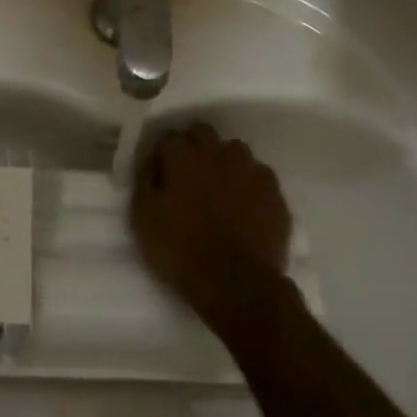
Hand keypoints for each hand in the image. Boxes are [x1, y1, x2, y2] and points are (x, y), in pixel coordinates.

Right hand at [131, 123, 295, 330]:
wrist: (236, 283)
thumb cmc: (181, 251)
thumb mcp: (143, 220)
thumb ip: (145, 184)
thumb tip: (151, 167)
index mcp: (184, 158)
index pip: (169, 137)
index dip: (162, 153)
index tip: (158, 171)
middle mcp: (218, 154)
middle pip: (203, 132)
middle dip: (193, 145)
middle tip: (186, 173)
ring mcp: (250, 170)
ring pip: (234, 150)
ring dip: (223, 160)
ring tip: (218, 186)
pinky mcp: (274, 192)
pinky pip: (258, 174)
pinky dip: (248, 182)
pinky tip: (244, 203)